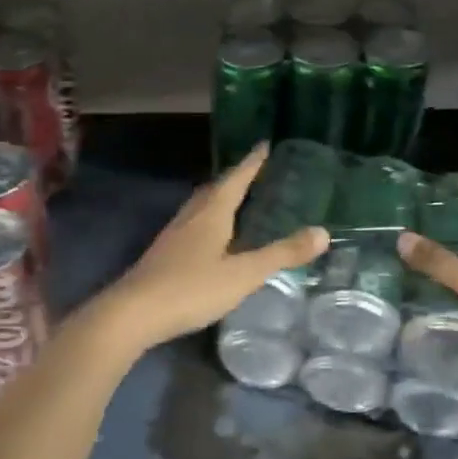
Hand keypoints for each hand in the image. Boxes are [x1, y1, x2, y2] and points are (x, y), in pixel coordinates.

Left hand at [98, 144, 328, 350]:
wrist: (134, 313)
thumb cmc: (192, 288)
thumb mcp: (244, 274)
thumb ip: (281, 254)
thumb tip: (323, 232)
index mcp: (211, 214)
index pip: (235, 180)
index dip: (252, 163)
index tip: (265, 145)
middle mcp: (190, 218)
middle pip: (215, 190)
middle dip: (235, 179)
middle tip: (254, 172)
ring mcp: (173, 237)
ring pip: (200, 208)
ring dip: (218, 199)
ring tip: (235, 200)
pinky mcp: (163, 256)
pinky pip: (191, 227)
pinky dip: (207, 222)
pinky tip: (210, 240)